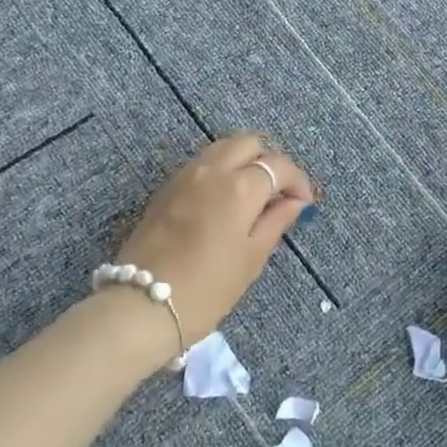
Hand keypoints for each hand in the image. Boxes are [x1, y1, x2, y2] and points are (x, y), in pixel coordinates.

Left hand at [110, 133, 314, 338]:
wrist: (143, 304)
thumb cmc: (208, 288)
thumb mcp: (252, 257)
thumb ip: (276, 221)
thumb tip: (294, 202)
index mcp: (240, 186)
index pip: (278, 165)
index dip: (297, 181)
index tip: (303, 204)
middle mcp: (212, 169)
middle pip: (249, 143)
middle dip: (269, 162)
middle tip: (277, 195)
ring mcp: (184, 175)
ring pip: (222, 148)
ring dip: (243, 162)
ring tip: (252, 197)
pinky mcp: (166, 188)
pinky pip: (201, 163)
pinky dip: (220, 170)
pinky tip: (224, 202)